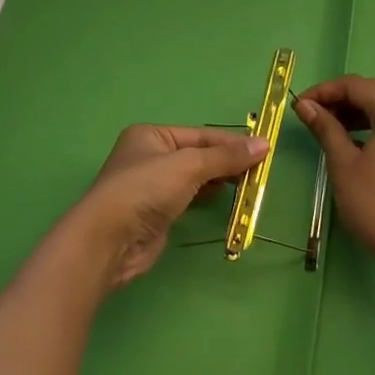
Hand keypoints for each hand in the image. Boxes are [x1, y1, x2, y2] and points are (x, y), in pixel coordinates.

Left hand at [67, 125, 267, 288]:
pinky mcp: (156, 213)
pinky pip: (189, 198)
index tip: (264, 150)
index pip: (200, 135)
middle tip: (261, 170)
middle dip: (227, 161)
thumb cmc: (146, 189)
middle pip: (198, 155)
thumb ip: (226, 156)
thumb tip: (264, 144)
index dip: (232, 142)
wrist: (109, 240)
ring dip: (220, 179)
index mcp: (152, 135)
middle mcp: (150, 156)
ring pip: (195, 177)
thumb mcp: (189, 165)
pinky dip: (208, 196)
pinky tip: (226, 197)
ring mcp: (152, 186)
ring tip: (250, 183)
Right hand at [295, 77, 374, 274]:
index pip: (356, 85)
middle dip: (341, 97)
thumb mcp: (343, 163)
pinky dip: (371, 124)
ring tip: (329, 127)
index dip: (325, 90)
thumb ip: (325, 128)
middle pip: (373, 91)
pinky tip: (353, 142)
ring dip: (356, 110)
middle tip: (314, 113)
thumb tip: (305, 105)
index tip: (301, 105)